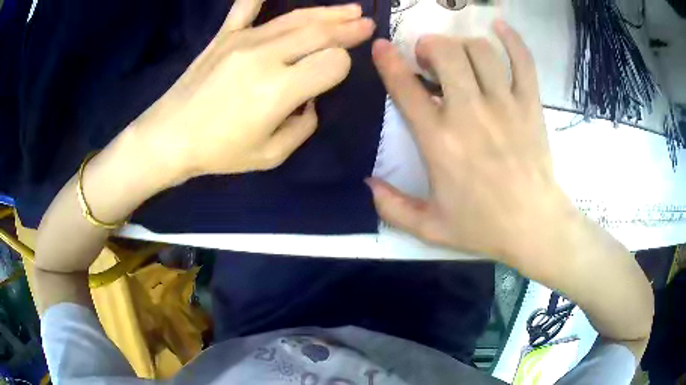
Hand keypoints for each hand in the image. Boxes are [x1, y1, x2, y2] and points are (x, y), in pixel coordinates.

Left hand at [131, 0, 374, 185]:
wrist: (169, 137)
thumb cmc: (219, 151)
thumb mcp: (271, 155)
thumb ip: (303, 126)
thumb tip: (311, 99)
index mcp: (279, 90)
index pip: (333, 63)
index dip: (343, 67)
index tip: (335, 75)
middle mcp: (265, 56)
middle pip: (321, 33)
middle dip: (349, 29)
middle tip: (366, 25)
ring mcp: (243, 40)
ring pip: (296, 18)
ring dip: (328, 12)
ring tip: (351, 9)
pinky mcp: (224, 35)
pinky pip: (246, 6)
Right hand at [369, 21, 570, 265]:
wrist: (533, 227)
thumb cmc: (482, 227)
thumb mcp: (429, 228)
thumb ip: (391, 207)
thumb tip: (367, 182)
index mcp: (439, 141)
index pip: (406, 87)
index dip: (388, 61)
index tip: (381, 46)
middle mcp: (470, 113)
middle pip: (446, 53)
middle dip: (429, 46)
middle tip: (427, 57)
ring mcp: (504, 105)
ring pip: (480, 50)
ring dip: (462, 43)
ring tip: (458, 54)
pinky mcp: (530, 105)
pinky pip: (523, 61)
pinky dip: (512, 39)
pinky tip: (500, 28)